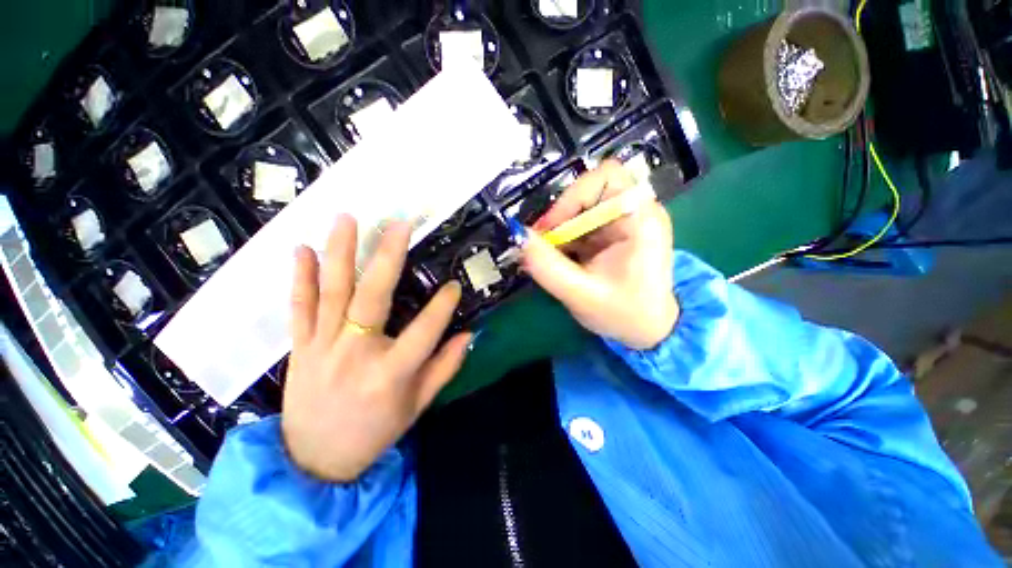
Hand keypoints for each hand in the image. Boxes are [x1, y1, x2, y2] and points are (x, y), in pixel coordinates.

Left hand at [282, 215, 470, 481]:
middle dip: (388, 257)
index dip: (443, 306)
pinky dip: (299, 277)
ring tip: (346, 219)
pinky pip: (298, 308)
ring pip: (331, 292)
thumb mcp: (417, 406)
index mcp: (391, 374)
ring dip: (339, 253)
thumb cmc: (374, 433)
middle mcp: (355, 354)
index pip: (425, 330)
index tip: (455, 285)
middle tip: (399, 225)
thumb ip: (445, 367)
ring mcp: (321, 347)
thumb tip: (469, 334)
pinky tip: (301, 249)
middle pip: (373, 297)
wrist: (314, 461)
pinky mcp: (298, 348)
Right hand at [523, 160, 678, 349]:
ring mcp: (622, 222)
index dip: (572, 196)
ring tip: (548, 257)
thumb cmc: (625, 315)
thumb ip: (547, 267)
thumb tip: (518, 236)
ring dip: (559, 230)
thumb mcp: (581, 295)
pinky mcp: (611, 234)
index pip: (606, 176)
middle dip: (561, 216)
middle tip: (543, 244)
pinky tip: (557, 260)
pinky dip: (564, 239)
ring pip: (580, 208)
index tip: (552, 228)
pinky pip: (580, 224)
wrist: (648, 331)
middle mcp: (635, 212)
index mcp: (641, 219)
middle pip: (588, 191)